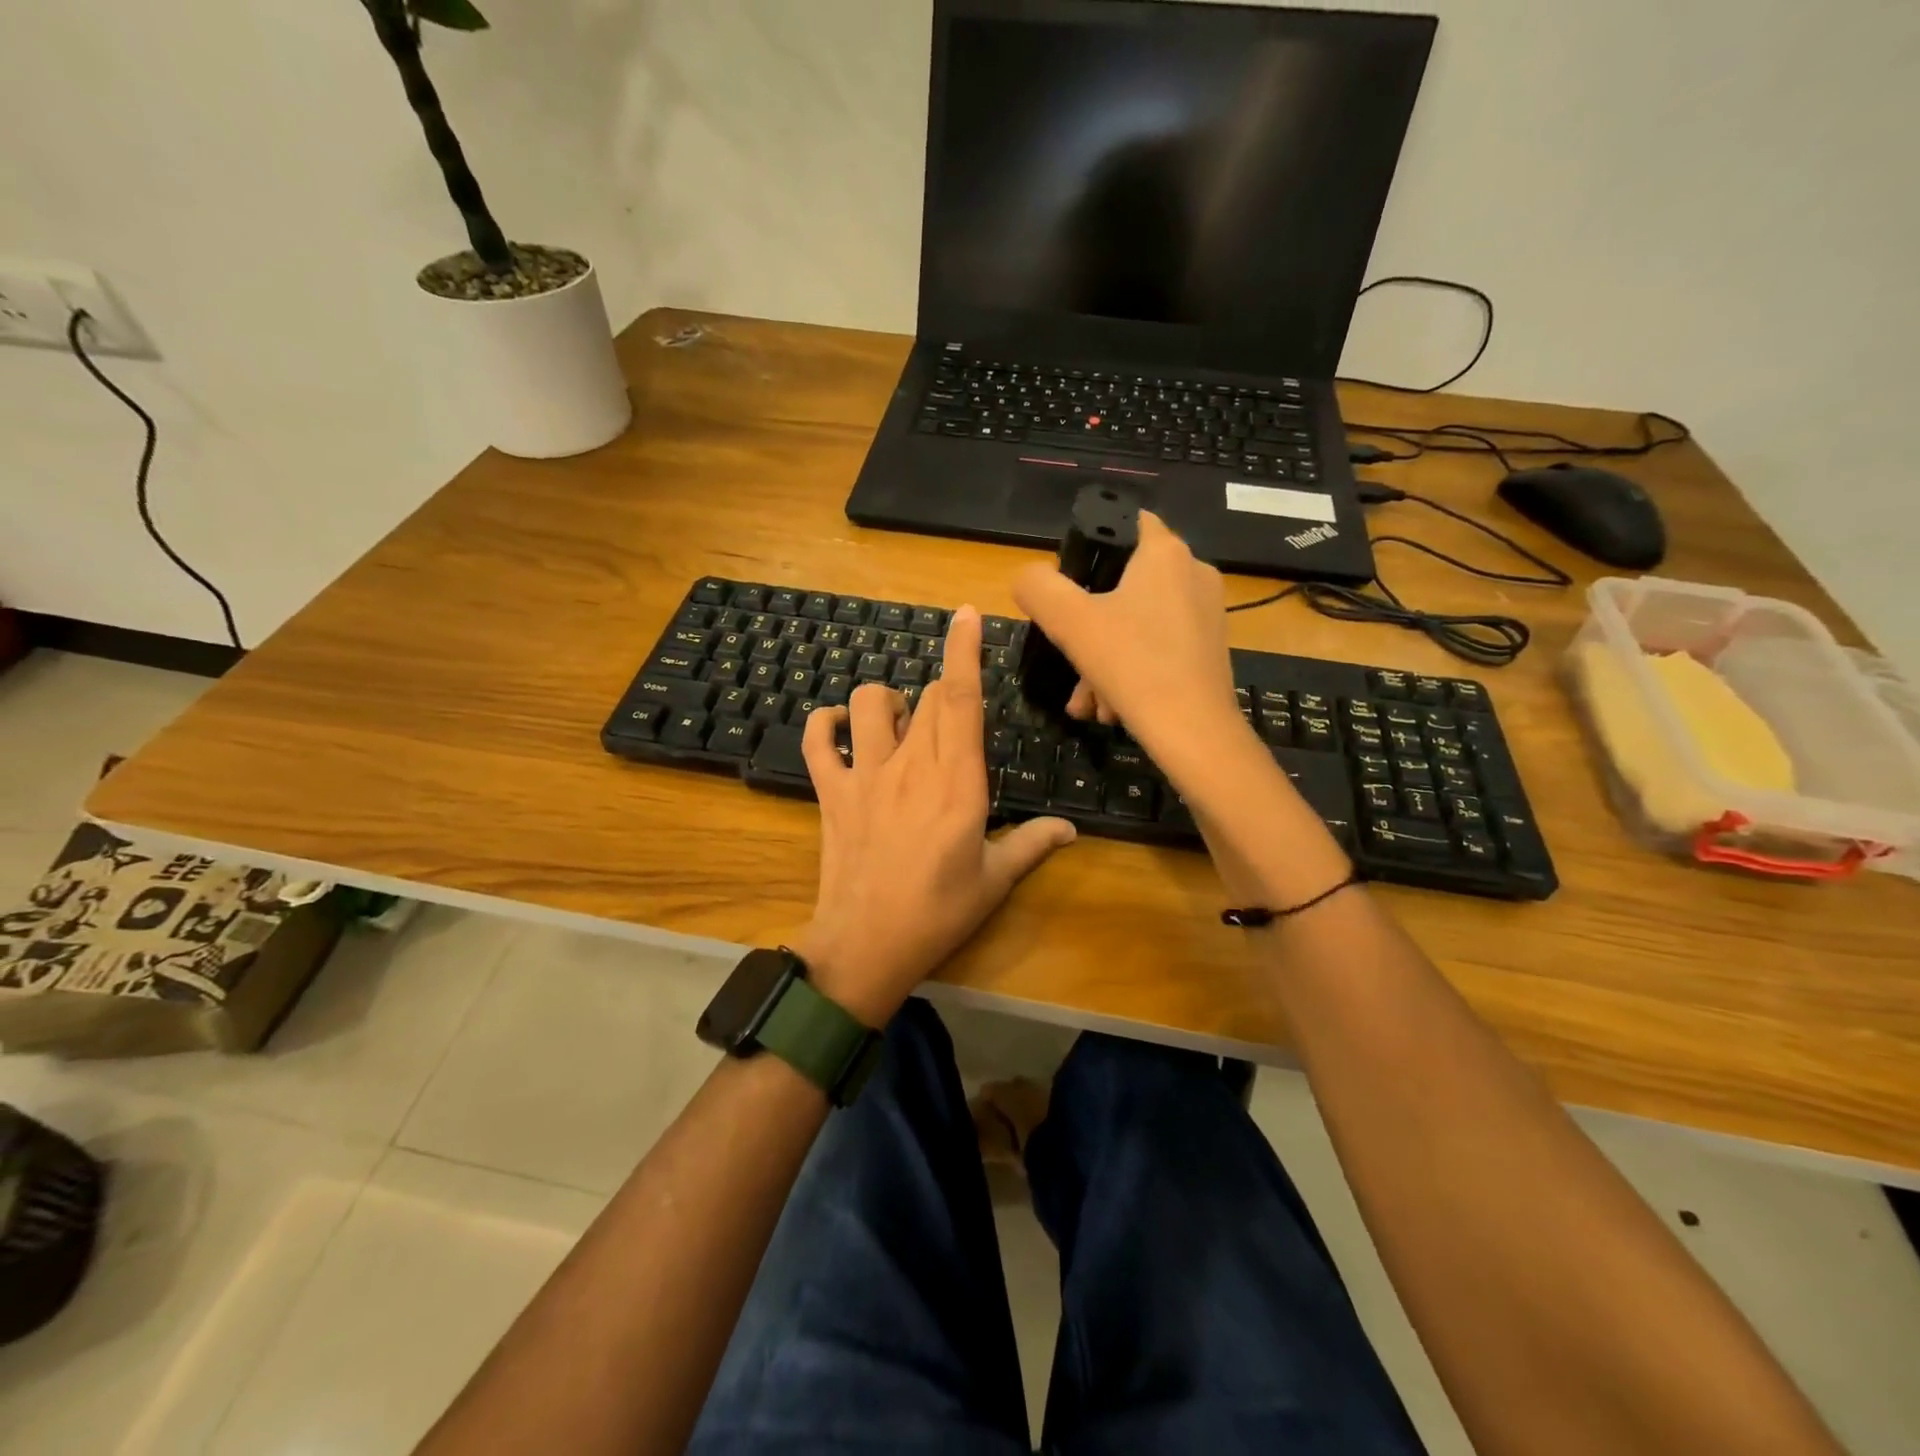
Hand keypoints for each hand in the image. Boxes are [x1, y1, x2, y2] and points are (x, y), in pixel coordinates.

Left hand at [794, 606, 1075, 1025]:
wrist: (865, 946)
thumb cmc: (938, 914)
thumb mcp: (995, 881)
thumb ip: (1033, 844)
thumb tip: (1071, 830)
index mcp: (958, 782)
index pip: (961, 700)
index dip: (963, 651)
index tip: (966, 615)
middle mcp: (911, 766)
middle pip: (925, 699)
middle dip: (941, 695)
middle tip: (950, 727)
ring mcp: (865, 775)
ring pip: (869, 704)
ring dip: (886, 700)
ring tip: (898, 721)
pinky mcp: (831, 792)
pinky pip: (817, 740)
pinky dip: (825, 724)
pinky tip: (840, 729)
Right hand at [1012, 511, 1250, 782]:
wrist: (1195, 733)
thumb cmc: (1133, 665)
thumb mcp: (1069, 622)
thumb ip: (1038, 588)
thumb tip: (1029, 578)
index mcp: (1166, 554)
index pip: (1127, 521)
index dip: (1094, 543)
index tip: (1069, 578)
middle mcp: (1194, 574)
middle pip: (1125, 585)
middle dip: (1089, 626)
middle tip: (1070, 659)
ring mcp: (1207, 614)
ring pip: (1138, 625)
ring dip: (1103, 659)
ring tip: (1088, 701)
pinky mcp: (1209, 650)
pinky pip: (1157, 649)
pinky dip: (1130, 672)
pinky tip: (1111, 708)